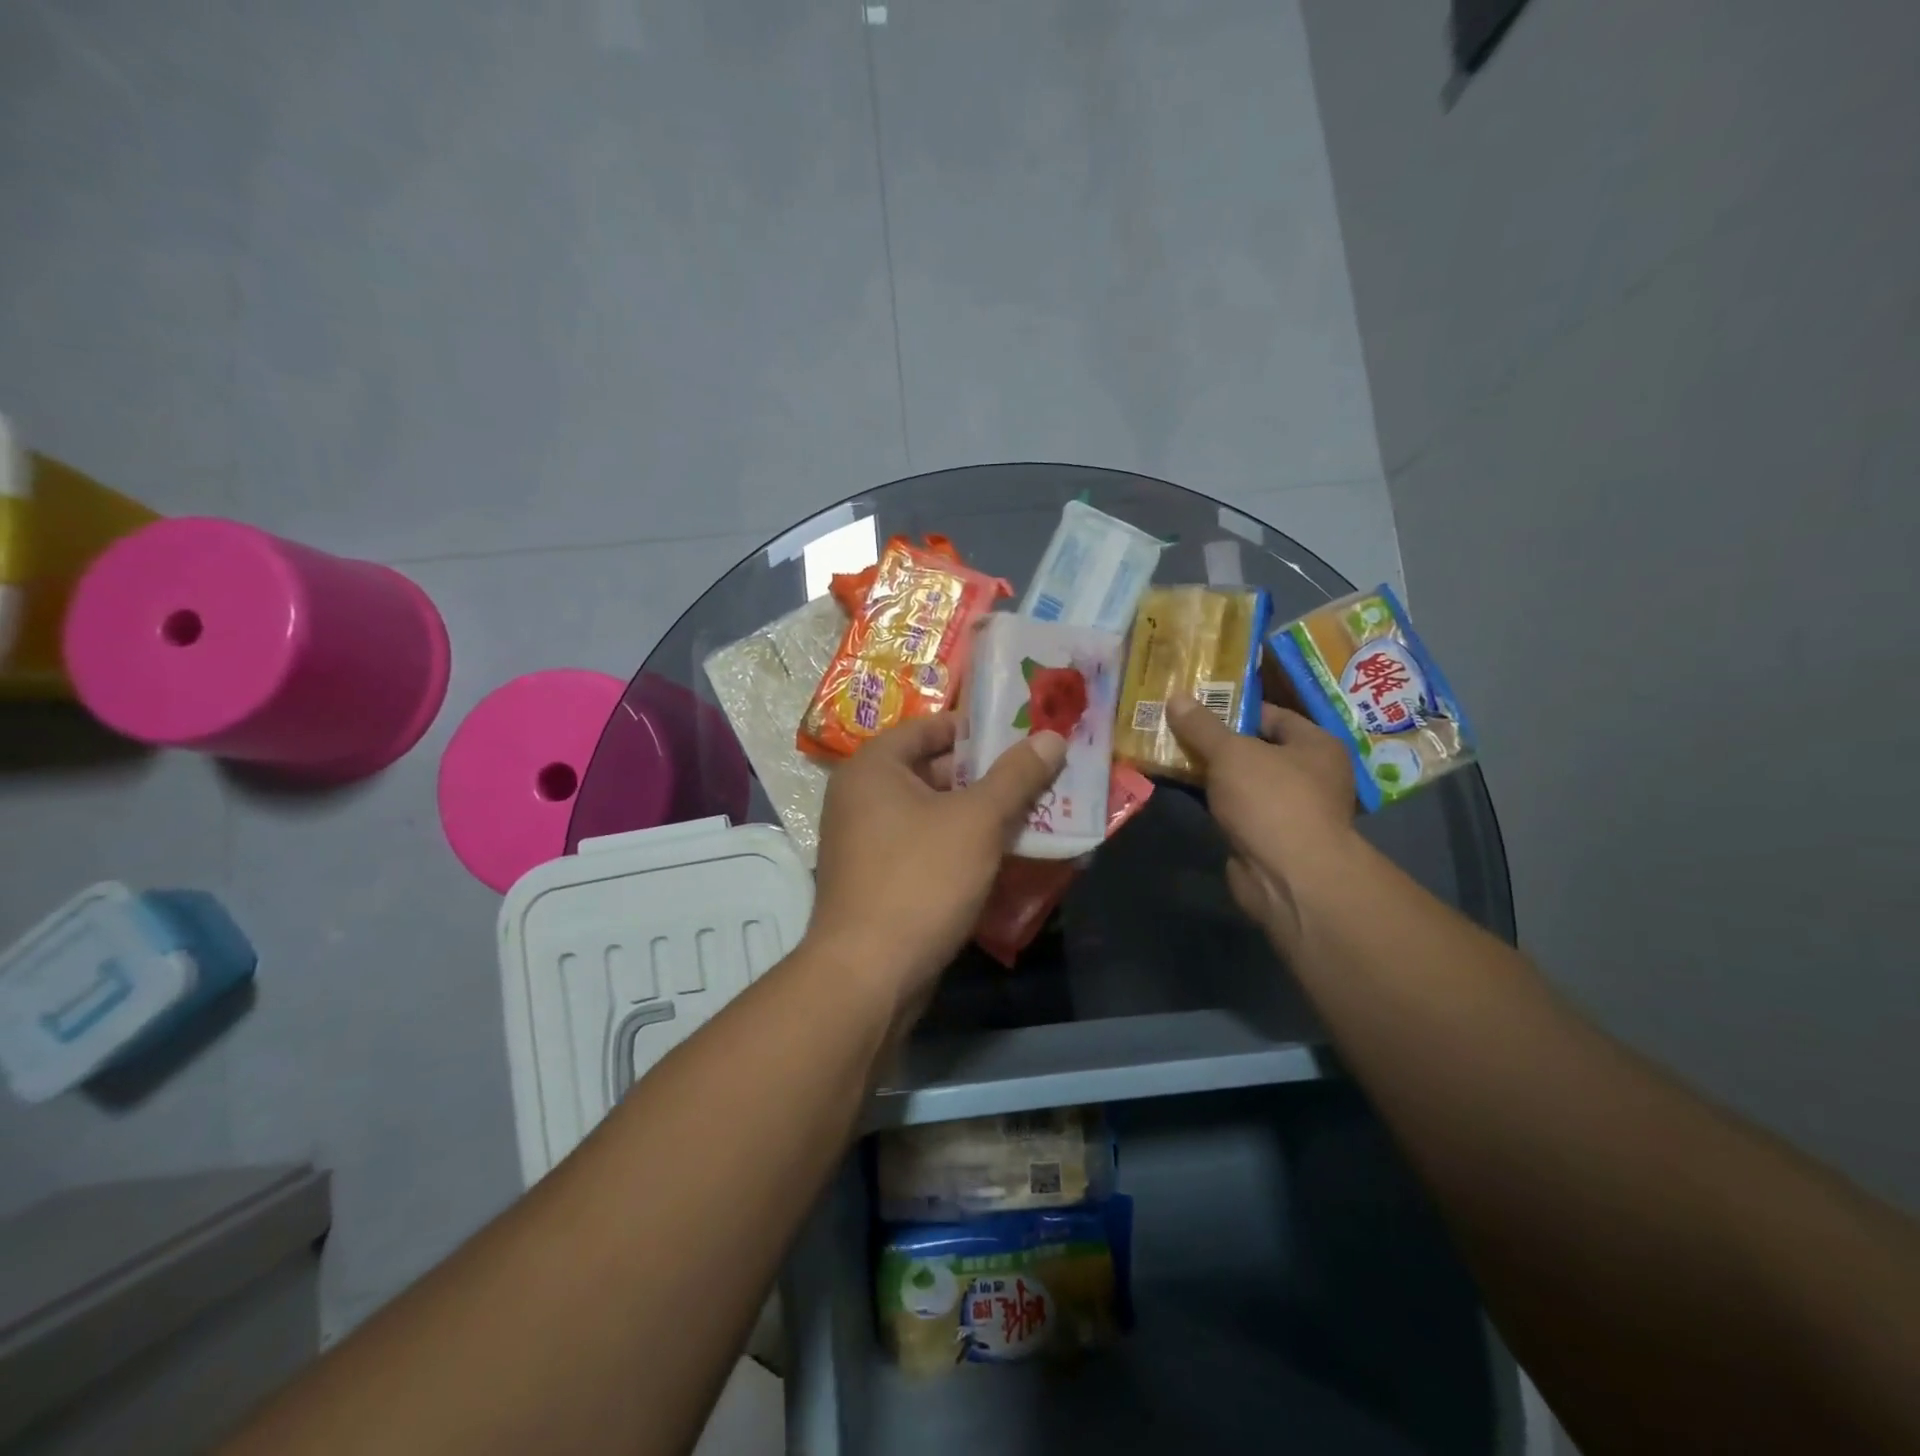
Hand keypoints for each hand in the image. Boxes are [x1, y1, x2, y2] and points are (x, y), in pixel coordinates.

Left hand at [808, 715, 1067, 1020]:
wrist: (869, 974)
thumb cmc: (920, 879)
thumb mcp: (977, 821)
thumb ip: (1016, 776)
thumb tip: (1052, 737)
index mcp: (873, 767)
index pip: (930, 727)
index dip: (978, 730)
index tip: (1023, 737)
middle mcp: (861, 797)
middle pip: (933, 770)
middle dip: (987, 776)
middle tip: (1039, 777)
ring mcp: (866, 841)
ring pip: (934, 812)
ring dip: (980, 814)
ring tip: (1034, 813)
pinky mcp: (879, 879)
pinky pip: (926, 846)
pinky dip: (961, 845)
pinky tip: (1003, 855)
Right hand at [1166, 695, 1357, 951]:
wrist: (1289, 877)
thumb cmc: (1271, 800)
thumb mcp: (1231, 753)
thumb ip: (1202, 726)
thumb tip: (1176, 696)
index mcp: (1316, 745)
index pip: (1272, 714)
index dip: (1233, 707)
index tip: (1194, 705)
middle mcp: (1309, 775)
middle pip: (1254, 748)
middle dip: (1215, 741)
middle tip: (1174, 728)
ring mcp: (1288, 809)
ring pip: (1241, 781)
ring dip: (1209, 773)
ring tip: (1168, 755)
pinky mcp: (1267, 838)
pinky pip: (1234, 809)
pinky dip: (1211, 801)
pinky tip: (1180, 790)